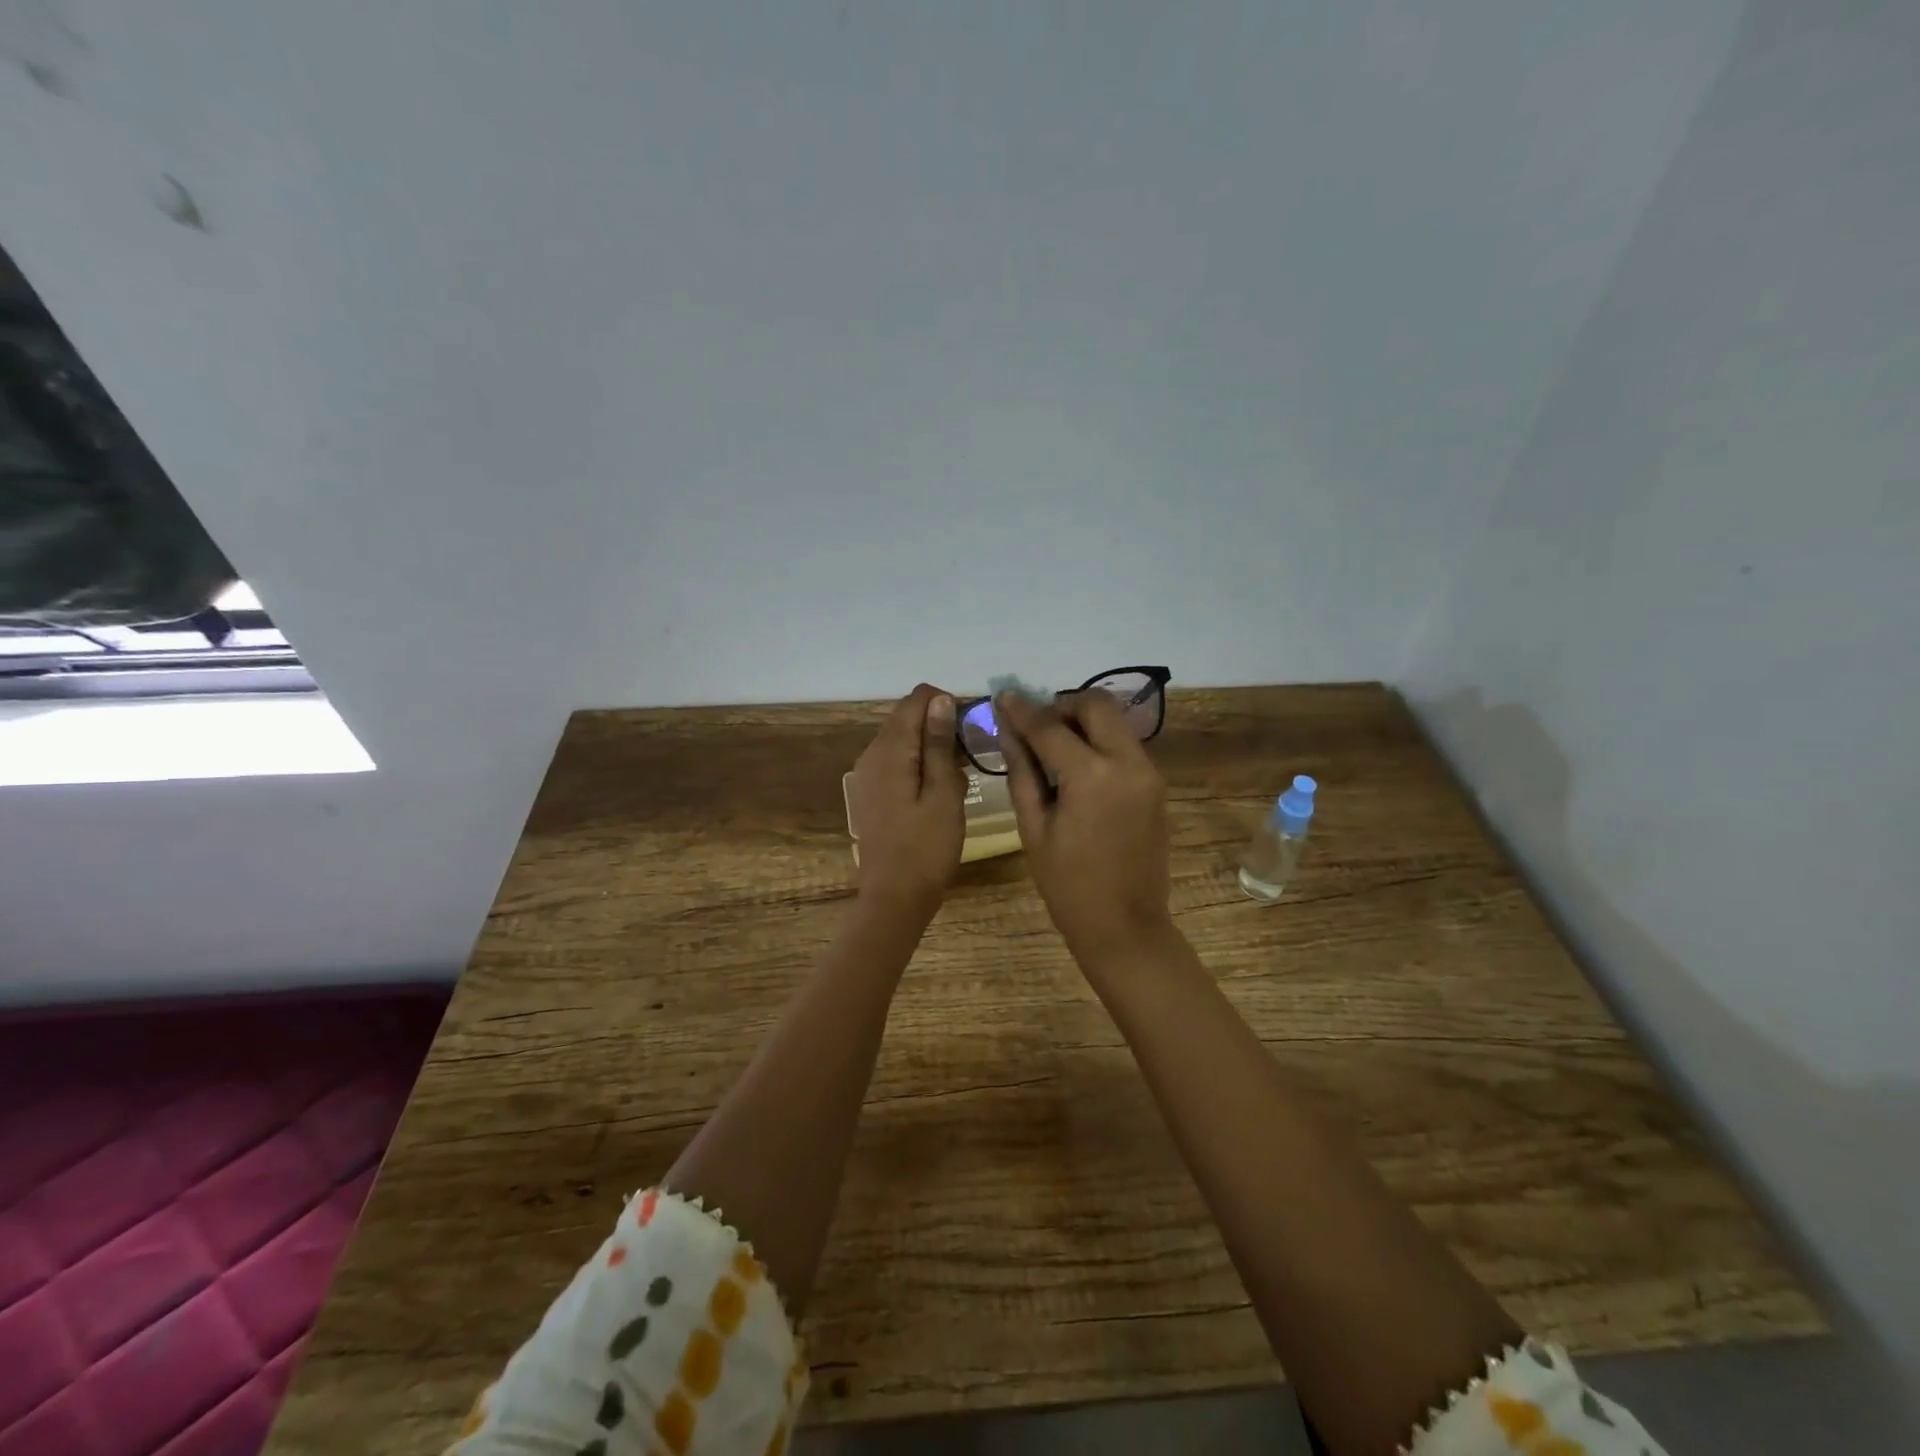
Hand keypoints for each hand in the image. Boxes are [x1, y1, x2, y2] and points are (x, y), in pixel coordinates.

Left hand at [849, 684, 965, 920]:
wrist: (894, 897)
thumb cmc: (926, 847)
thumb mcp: (943, 793)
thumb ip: (939, 744)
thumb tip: (941, 699)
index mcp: (889, 750)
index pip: (917, 699)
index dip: (948, 703)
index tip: (974, 727)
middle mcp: (872, 753)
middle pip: (907, 716)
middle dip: (941, 723)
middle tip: (972, 752)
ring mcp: (868, 773)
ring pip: (903, 738)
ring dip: (932, 743)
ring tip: (961, 770)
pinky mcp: (872, 791)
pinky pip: (898, 760)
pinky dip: (920, 761)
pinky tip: (940, 785)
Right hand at [996, 689, 1172, 968]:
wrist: (1125, 926)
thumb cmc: (1067, 885)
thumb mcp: (1033, 828)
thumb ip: (1022, 771)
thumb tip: (1008, 730)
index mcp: (1091, 776)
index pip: (1051, 726)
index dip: (1023, 710)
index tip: (1004, 697)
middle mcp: (1128, 763)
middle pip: (1097, 704)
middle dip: (1064, 705)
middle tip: (1039, 728)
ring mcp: (1149, 772)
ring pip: (1116, 721)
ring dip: (1084, 722)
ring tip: (1056, 750)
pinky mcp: (1156, 785)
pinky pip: (1125, 746)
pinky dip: (1100, 743)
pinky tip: (1079, 770)